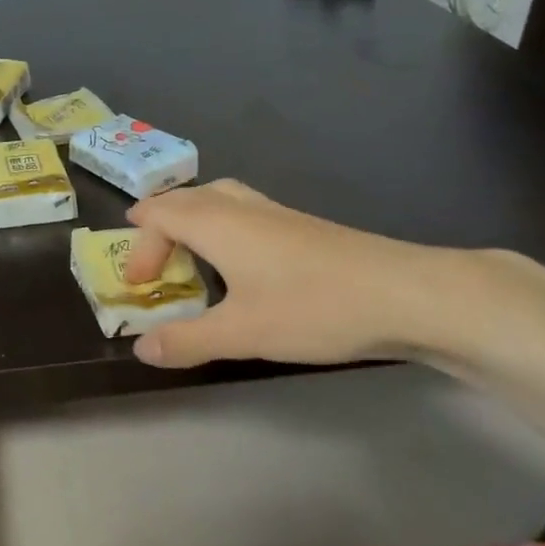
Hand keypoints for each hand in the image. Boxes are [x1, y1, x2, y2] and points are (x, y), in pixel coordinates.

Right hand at [121, 179, 458, 368]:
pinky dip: (223, 229)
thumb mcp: (241, 332)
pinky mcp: (304, 228)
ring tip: (190, 256)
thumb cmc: (314, 307)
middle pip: (187, 198)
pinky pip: (245, 213)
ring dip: (193, 222)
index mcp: (218, 224)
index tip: (136, 284)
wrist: (408, 294)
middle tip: (152, 263)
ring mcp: (278, 214)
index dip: (139, 244)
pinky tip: (242, 266)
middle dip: (160, 225)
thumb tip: (141, 348)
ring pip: (219, 200)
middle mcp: (243, 209)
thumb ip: (187, 340)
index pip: (160, 214)